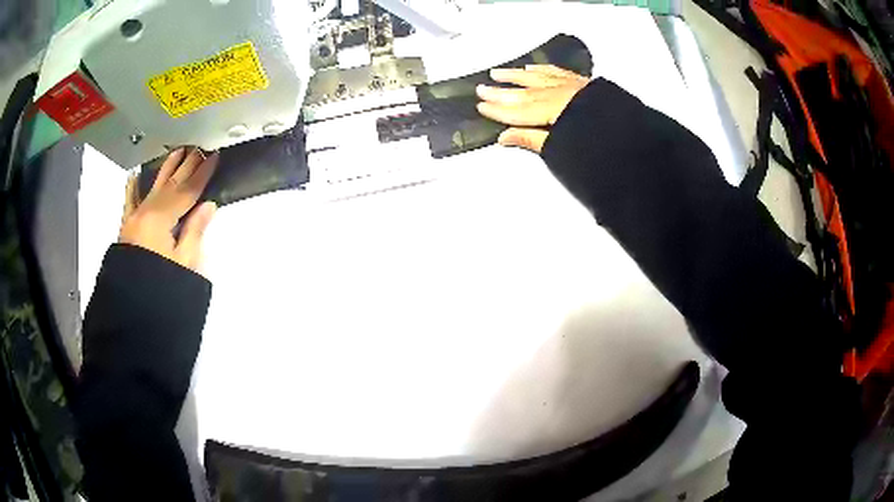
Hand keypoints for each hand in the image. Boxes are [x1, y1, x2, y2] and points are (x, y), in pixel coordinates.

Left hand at [119, 148, 218, 275]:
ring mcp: (135, 218)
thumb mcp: (184, 262)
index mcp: (161, 219)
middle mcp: (146, 212)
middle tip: (200, 149)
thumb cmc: (161, 286)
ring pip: (152, 187)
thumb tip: (207, 205)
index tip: (214, 157)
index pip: (187, 191)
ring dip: (166, 168)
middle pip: (170, 184)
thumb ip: (194, 231)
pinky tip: (134, 175)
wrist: (132, 307)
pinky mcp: (127, 227)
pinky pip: (129, 203)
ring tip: (177, 152)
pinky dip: (132, 188)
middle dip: (187, 165)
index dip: (202, 174)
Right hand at [476, 65, 589, 152]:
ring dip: (516, 76)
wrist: (630, 137)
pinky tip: (532, 69)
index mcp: (552, 110)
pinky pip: (557, 73)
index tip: (480, 107)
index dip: (498, 110)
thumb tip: (504, 137)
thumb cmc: (597, 145)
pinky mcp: (582, 85)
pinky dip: (542, 70)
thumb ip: (532, 139)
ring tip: (498, 73)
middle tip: (480, 89)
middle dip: (501, 91)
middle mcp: (558, 94)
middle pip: (524, 93)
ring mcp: (570, 87)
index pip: (518, 110)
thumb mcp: (562, 147)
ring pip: (537, 78)